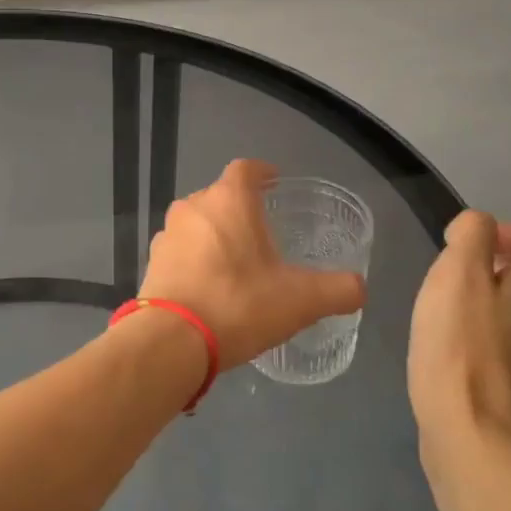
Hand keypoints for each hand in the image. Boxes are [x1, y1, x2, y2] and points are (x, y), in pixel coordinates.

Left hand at [139, 160, 365, 366]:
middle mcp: (193, 207)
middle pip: (220, 196)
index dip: (262, 172)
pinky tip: (210, 286)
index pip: (246, 169)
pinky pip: (180, 252)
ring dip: (216, 236)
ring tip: (237, 261)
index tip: (274, 181)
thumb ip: (338, 290)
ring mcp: (167, 234)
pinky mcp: (151, 264)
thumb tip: (359, 287)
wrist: (171, 341)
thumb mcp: (301, 300)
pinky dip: (196, 260)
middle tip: (263, 232)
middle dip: (240, 209)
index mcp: (228, 200)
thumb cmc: (239, 304)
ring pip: (197, 224)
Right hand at [408, 210, 510, 451]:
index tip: (473, 248)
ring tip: (445, 314)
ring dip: (486, 305)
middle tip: (450, 280)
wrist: (475, 440)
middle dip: (494, 269)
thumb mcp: (458, 274)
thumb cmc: (462, 348)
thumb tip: (476, 228)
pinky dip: (483, 339)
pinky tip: (450, 351)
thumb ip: (470, 236)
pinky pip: (507, 348)